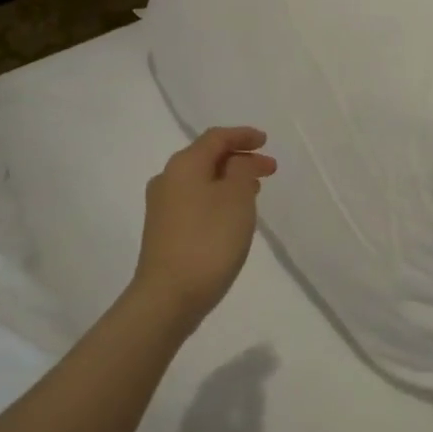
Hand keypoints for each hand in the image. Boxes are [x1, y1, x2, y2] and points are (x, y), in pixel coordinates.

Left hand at [131, 126, 277, 325]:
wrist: (169, 296)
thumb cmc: (209, 240)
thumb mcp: (237, 197)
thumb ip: (242, 170)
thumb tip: (236, 163)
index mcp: (184, 165)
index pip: (216, 138)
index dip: (243, 136)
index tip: (266, 141)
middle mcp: (168, 179)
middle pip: (208, 158)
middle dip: (240, 160)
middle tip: (269, 170)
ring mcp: (163, 207)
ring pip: (202, 181)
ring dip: (230, 180)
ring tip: (256, 190)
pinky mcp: (164, 231)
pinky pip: (196, 201)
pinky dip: (218, 198)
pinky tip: (233, 214)